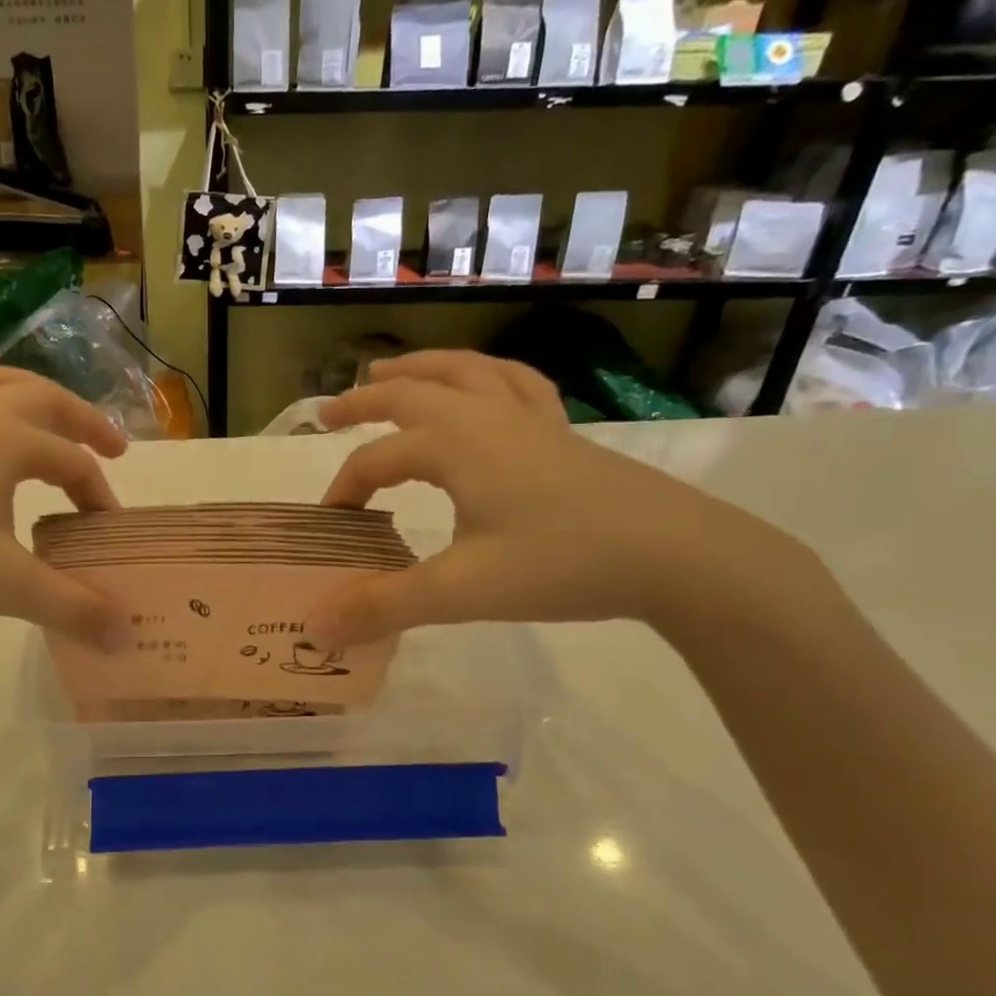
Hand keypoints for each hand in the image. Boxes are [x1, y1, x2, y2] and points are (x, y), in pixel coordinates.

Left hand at [0, 366, 132, 648]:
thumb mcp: (3, 586)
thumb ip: (71, 607)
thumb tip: (126, 636)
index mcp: (6, 437)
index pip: (74, 461)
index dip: (100, 496)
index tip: (109, 534)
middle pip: (43, 397)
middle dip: (84, 420)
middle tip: (113, 447)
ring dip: (35, 401)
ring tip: (52, 426)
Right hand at [305, 351, 813, 642]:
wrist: (679, 557)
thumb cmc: (563, 565)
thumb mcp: (462, 591)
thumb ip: (384, 606)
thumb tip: (316, 627)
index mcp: (454, 444)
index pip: (377, 460)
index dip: (345, 489)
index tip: (331, 526)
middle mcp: (486, 417)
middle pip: (411, 393)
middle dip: (364, 401)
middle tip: (329, 414)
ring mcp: (530, 420)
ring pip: (464, 372)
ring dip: (420, 369)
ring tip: (390, 371)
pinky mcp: (563, 434)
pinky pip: (517, 385)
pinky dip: (487, 376)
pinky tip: (485, 385)